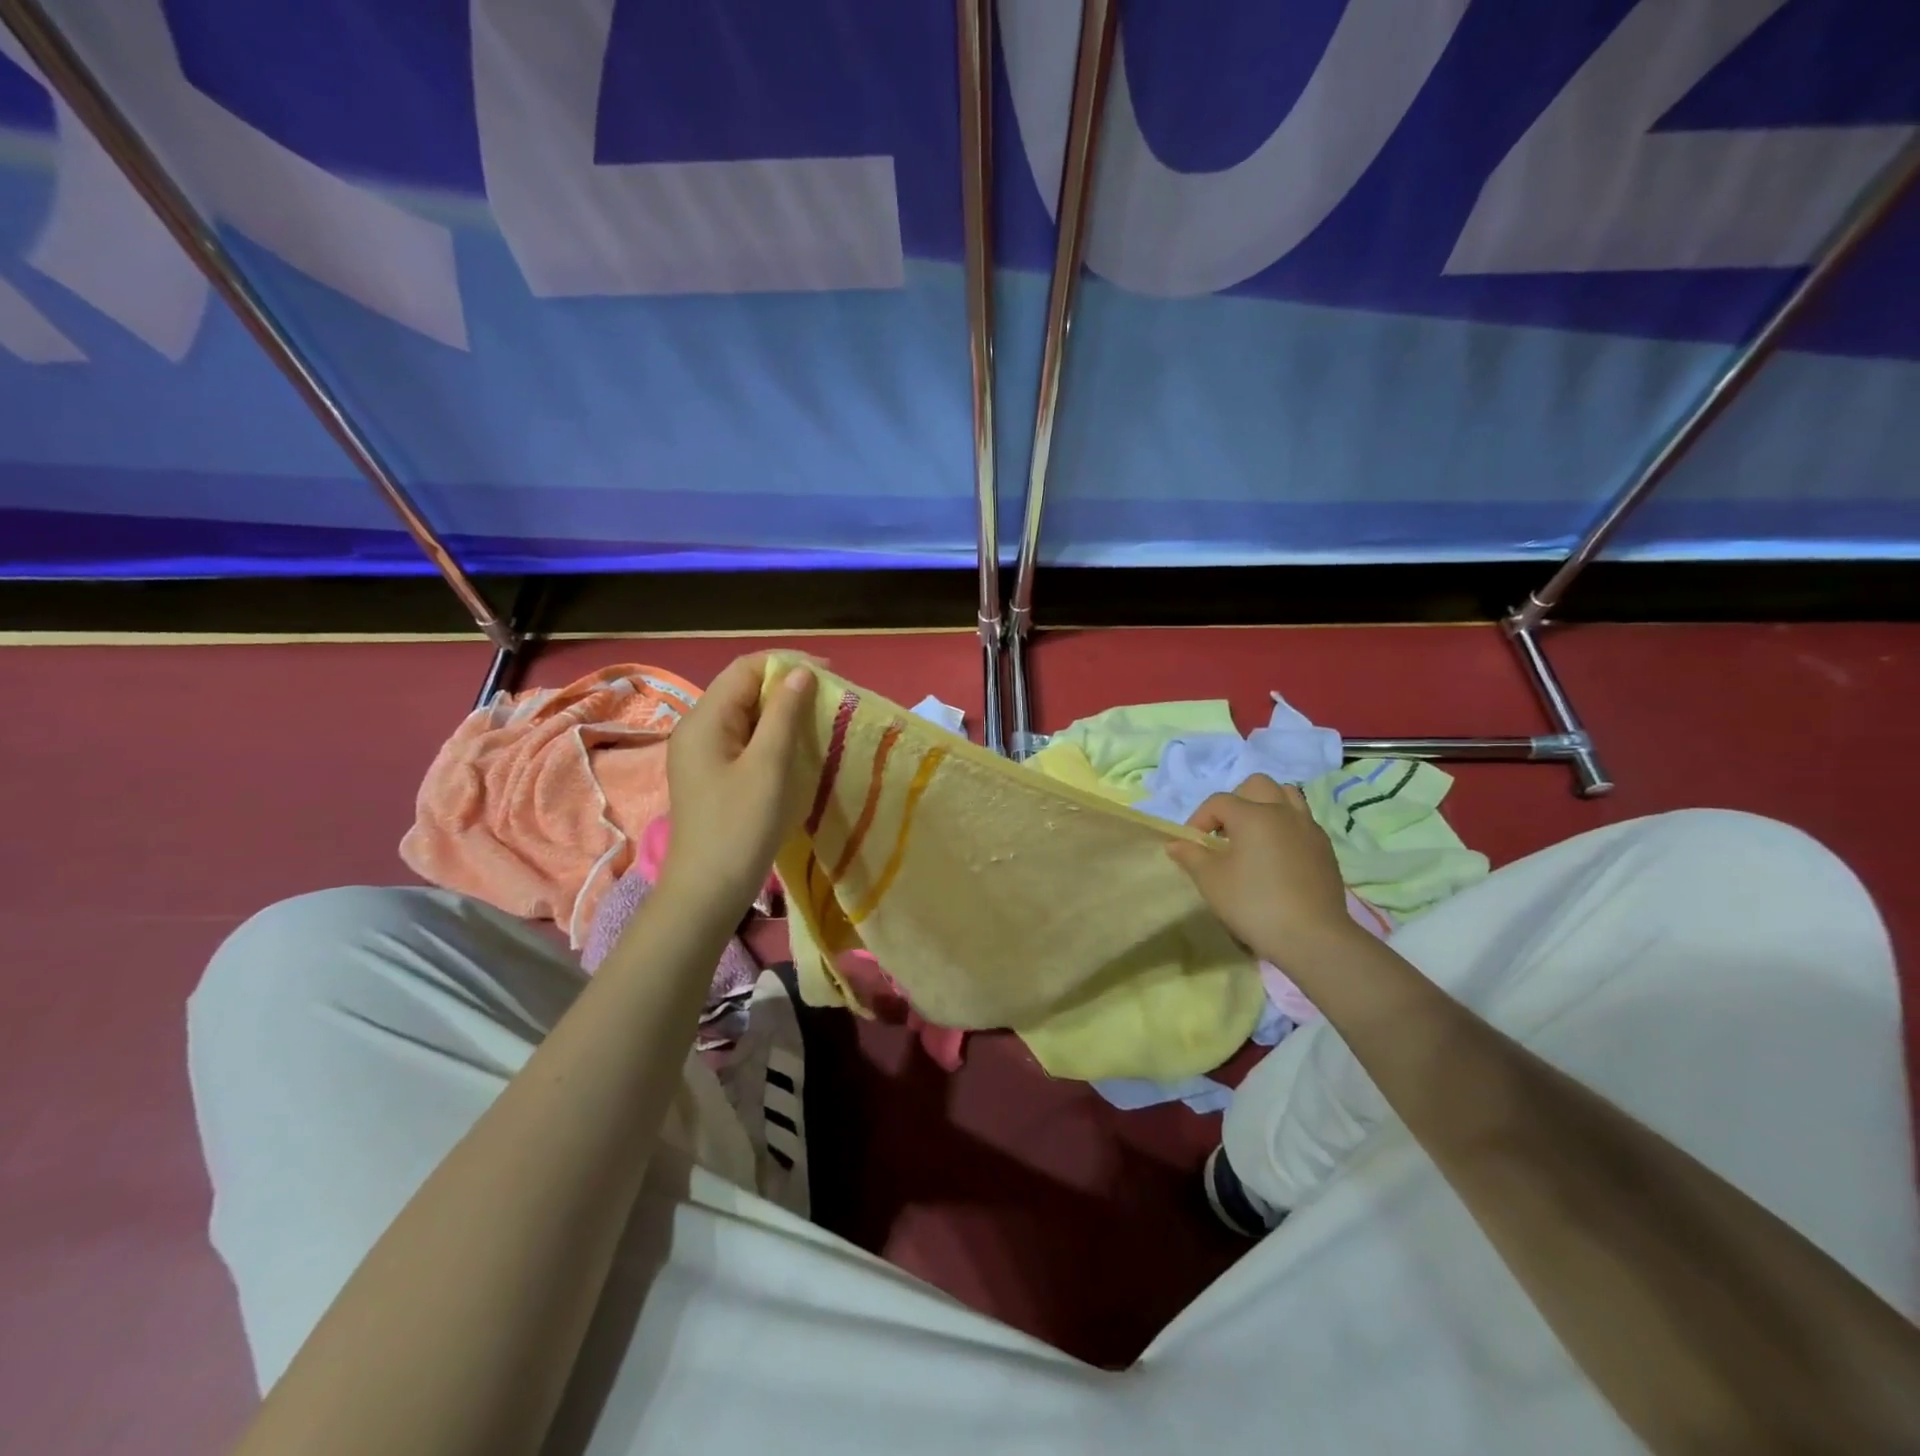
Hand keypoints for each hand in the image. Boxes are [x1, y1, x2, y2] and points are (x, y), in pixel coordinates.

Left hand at [660, 654, 816, 918]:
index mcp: (704, 719)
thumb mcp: (769, 766)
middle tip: (829, 697)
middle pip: (743, 688)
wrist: (707, 891)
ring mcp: (702, 753)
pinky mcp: (712, 774)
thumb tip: (801, 673)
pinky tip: (797, 747)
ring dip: (782, 711)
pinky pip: (744, 739)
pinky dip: (772, 735)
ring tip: (819, 719)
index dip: (787, 662)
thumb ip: (784, 714)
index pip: (745, 668)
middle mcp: (697, 728)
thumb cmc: (740, 826)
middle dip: (786, 685)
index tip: (830, 673)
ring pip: (746, 714)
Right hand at [1167, 774, 1359, 967]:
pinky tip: (1276, 856)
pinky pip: (1302, 821)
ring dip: (1265, 807)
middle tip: (1225, 833)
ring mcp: (1309, 828)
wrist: (1312, 937)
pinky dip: (1285, 827)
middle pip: (1256, 785)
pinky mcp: (1325, 848)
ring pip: (1286, 796)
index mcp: (1253, 815)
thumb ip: (1191, 856)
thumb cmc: (1254, 904)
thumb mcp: (1211, 881)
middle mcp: (1283, 812)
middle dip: (1235, 801)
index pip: (1218, 802)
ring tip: (1253, 836)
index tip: (1193, 846)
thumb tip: (1175, 843)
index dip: (1199, 819)